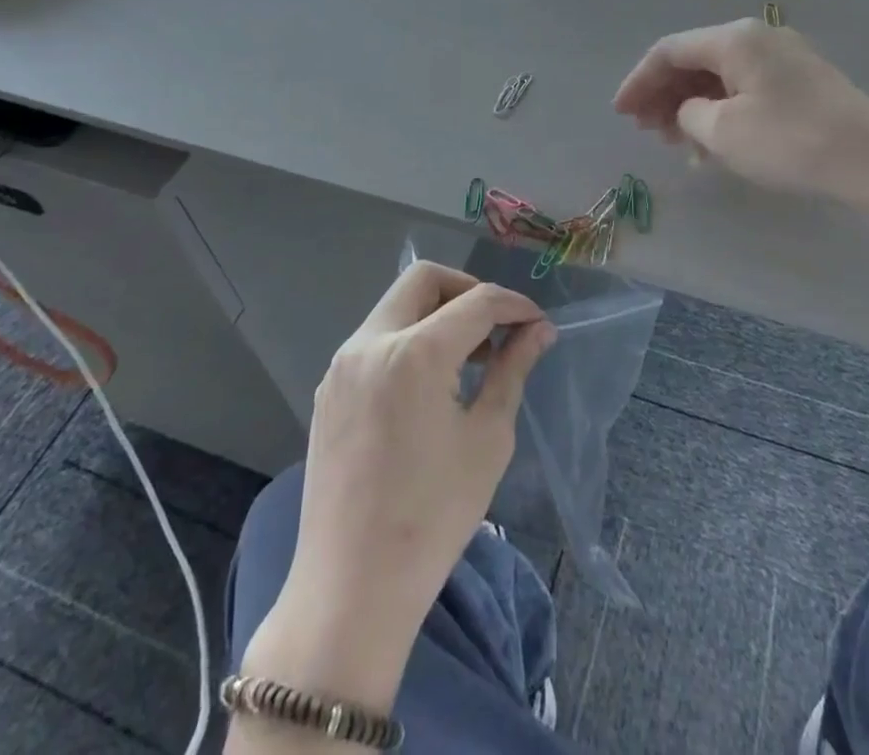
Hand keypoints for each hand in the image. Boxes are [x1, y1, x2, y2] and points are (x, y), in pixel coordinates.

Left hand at [246, 263, 554, 704]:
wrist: (351, 589)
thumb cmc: (432, 517)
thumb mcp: (487, 439)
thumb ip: (512, 370)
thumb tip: (538, 331)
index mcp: (414, 353)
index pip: (476, 301)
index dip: (513, 305)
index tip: (537, 324)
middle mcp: (371, 342)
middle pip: (424, 279)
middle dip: (468, 290)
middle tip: (497, 328)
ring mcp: (342, 364)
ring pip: (396, 306)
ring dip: (437, 314)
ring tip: (470, 358)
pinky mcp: (329, 388)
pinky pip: (375, 339)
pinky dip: (409, 339)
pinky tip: (430, 383)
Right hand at [614, 19, 868, 204]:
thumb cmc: (790, 143)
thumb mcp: (723, 132)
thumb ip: (688, 114)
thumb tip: (689, 110)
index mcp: (734, 38)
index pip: (669, 50)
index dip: (638, 81)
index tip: (620, 114)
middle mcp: (757, 36)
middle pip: (695, 59)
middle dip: (664, 94)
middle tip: (648, 131)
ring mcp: (783, 56)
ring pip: (720, 75)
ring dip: (692, 106)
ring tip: (678, 143)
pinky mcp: (801, 80)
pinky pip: (745, 87)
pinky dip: (721, 111)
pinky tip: (714, 144)